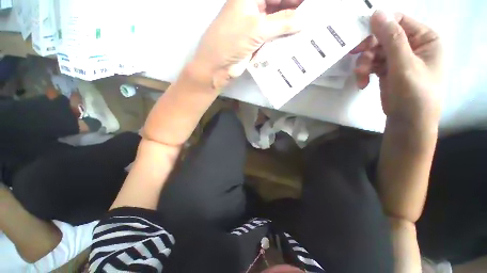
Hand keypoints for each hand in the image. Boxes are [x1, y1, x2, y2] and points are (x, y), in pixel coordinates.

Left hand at [191, 0, 302, 88]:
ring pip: (277, 21)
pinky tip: (294, 40)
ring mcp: (255, 25)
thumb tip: (304, 20)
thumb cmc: (231, 41)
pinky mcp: (256, 41)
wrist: (217, 67)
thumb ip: (282, 23)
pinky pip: (273, 36)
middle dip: (294, 10)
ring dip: (290, 25)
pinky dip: (282, 38)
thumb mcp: (257, 28)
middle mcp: (253, 7)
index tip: (311, 5)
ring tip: (308, 28)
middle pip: (278, 4)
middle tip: (313, 16)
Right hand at [352, 11, 442, 125]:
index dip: (379, 26)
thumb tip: (377, 13)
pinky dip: (364, 73)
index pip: (399, 21)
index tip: (360, 38)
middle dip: (368, 49)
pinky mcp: (387, 70)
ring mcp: (399, 58)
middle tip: (355, 57)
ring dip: (364, 64)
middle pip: (383, 37)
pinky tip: (362, 83)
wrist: (408, 122)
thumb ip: (392, 38)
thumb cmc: (414, 94)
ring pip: (374, 52)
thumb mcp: (404, 65)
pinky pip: (372, 64)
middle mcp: (413, 45)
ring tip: (361, 78)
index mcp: (425, 38)